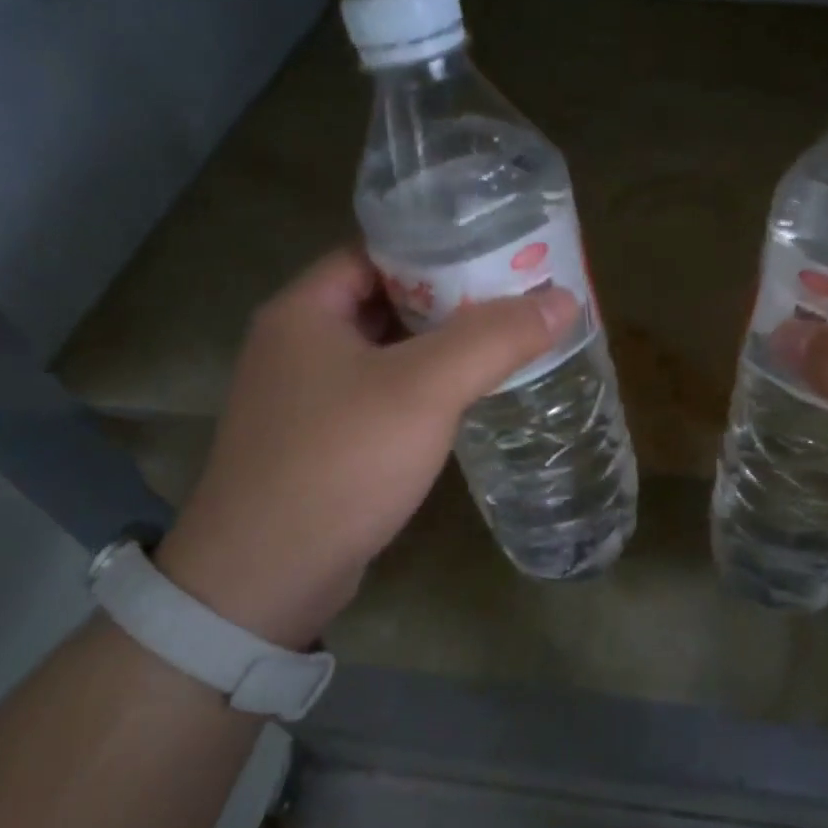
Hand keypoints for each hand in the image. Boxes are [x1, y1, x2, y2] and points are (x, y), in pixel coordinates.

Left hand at [154, 248, 578, 647]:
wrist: (265, 578)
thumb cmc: (340, 462)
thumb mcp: (424, 390)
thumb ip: (494, 339)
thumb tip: (563, 299)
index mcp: (305, 310)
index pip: (378, 252)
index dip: (438, 249)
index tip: (497, 255)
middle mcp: (296, 344)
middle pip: (385, 300)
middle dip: (449, 300)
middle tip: (515, 300)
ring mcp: (304, 398)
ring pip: (385, 353)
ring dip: (438, 348)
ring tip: (504, 344)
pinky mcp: (319, 442)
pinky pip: (380, 396)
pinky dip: (421, 391)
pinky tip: (465, 400)